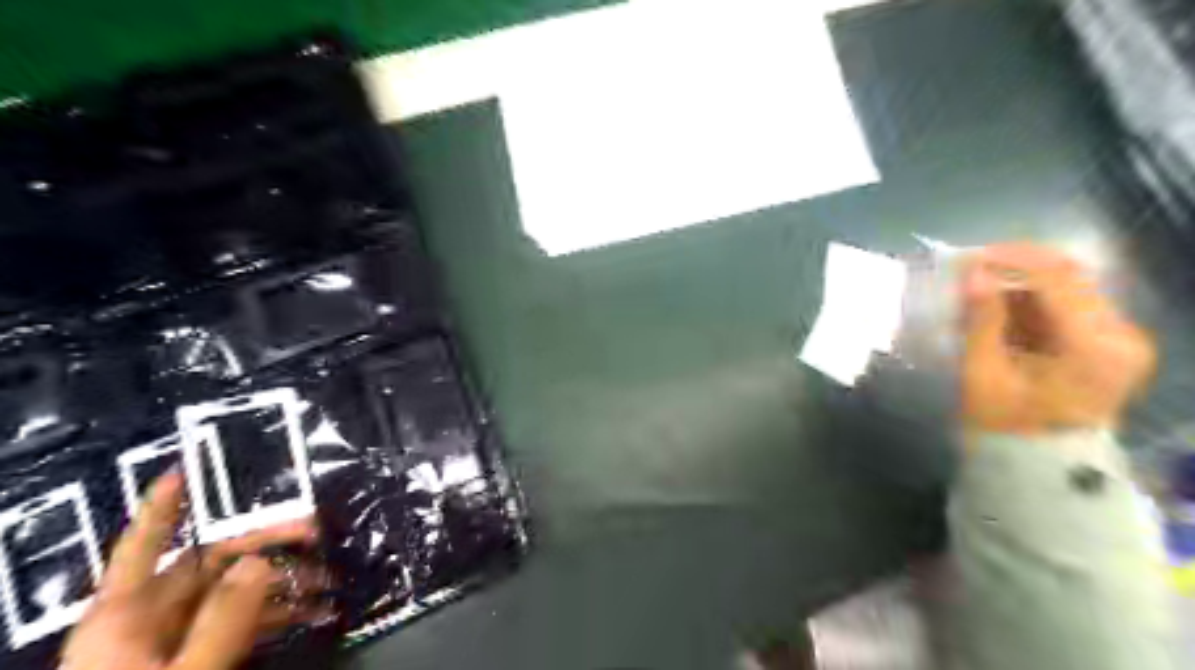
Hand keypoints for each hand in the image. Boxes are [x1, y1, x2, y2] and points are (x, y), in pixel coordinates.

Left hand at [56, 470, 325, 668]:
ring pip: (232, 593)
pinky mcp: (194, 660)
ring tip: (330, 579)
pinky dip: (276, 614)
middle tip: (318, 534)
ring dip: (282, 583)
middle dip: (267, 545)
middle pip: (208, 563)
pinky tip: (312, 611)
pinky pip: (239, 623)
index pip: (143, 546)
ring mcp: (172, 640)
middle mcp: (147, 619)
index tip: (189, 469)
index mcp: (125, 616)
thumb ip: (221, 623)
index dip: (163, 507)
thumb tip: (260, 562)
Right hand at [960, 243, 1156, 430]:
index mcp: (1093, 346)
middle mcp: (1119, 334)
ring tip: (974, 295)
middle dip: (1011, 268)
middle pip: (1067, 276)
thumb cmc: (1006, 427)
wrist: (1040, 467)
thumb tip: (971, 273)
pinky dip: (1026, 301)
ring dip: (1017, 284)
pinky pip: (1064, 305)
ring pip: (1065, 287)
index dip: (1009, 258)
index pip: (1057, 277)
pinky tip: (995, 311)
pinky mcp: (1105, 342)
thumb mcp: (984, 374)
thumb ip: (981, 321)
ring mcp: (1117, 338)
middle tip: (965, 273)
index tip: (965, 258)